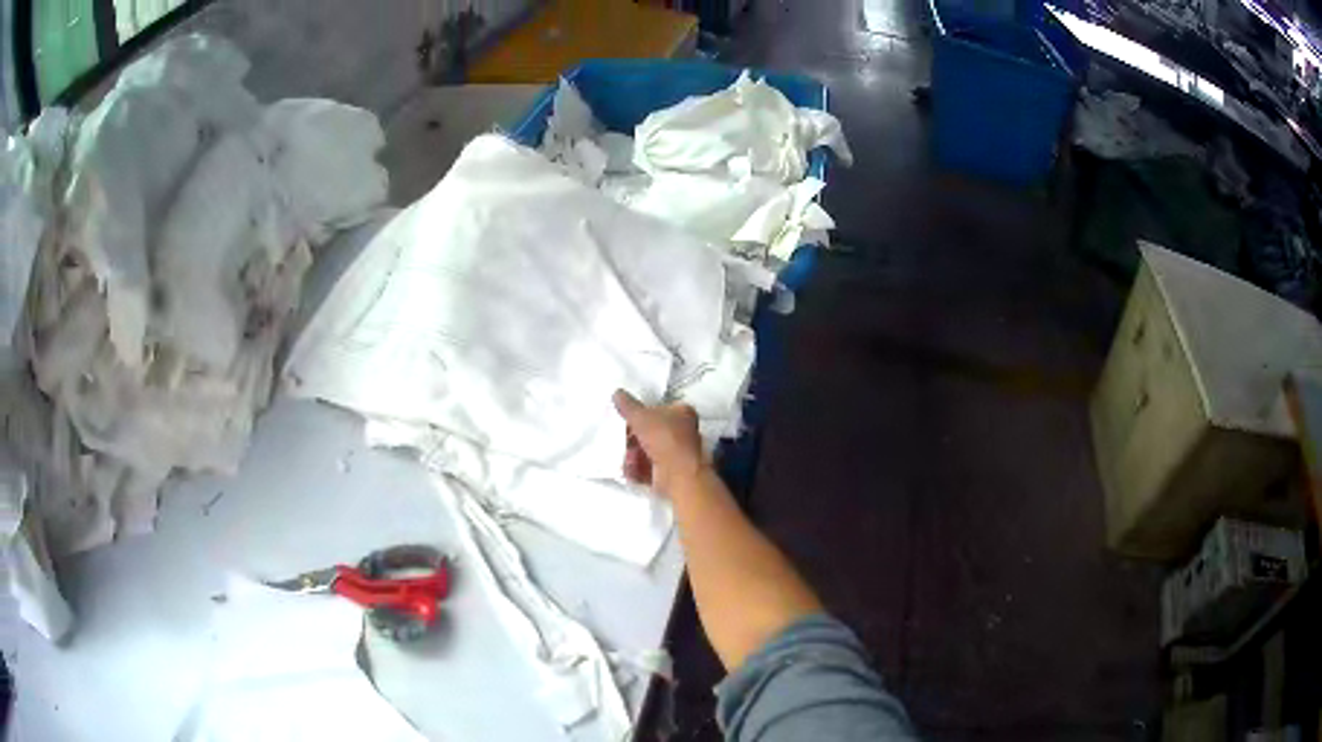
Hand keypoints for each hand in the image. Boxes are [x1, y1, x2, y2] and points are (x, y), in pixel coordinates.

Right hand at [612, 390, 708, 494]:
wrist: (677, 474)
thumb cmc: (665, 438)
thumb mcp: (640, 416)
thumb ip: (628, 405)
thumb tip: (618, 393)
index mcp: (682, 413)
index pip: (660, 408)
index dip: (642, 412)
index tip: (627, 417)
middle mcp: (683, 432)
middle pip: (652, 431)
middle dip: (634, 437)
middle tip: (623, 439)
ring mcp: (677, 454)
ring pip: (649, 451)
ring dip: (634, 454)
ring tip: (626, 457)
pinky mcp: (670, 473)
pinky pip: (649, 468)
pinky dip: (637, 469)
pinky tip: (628, 469)